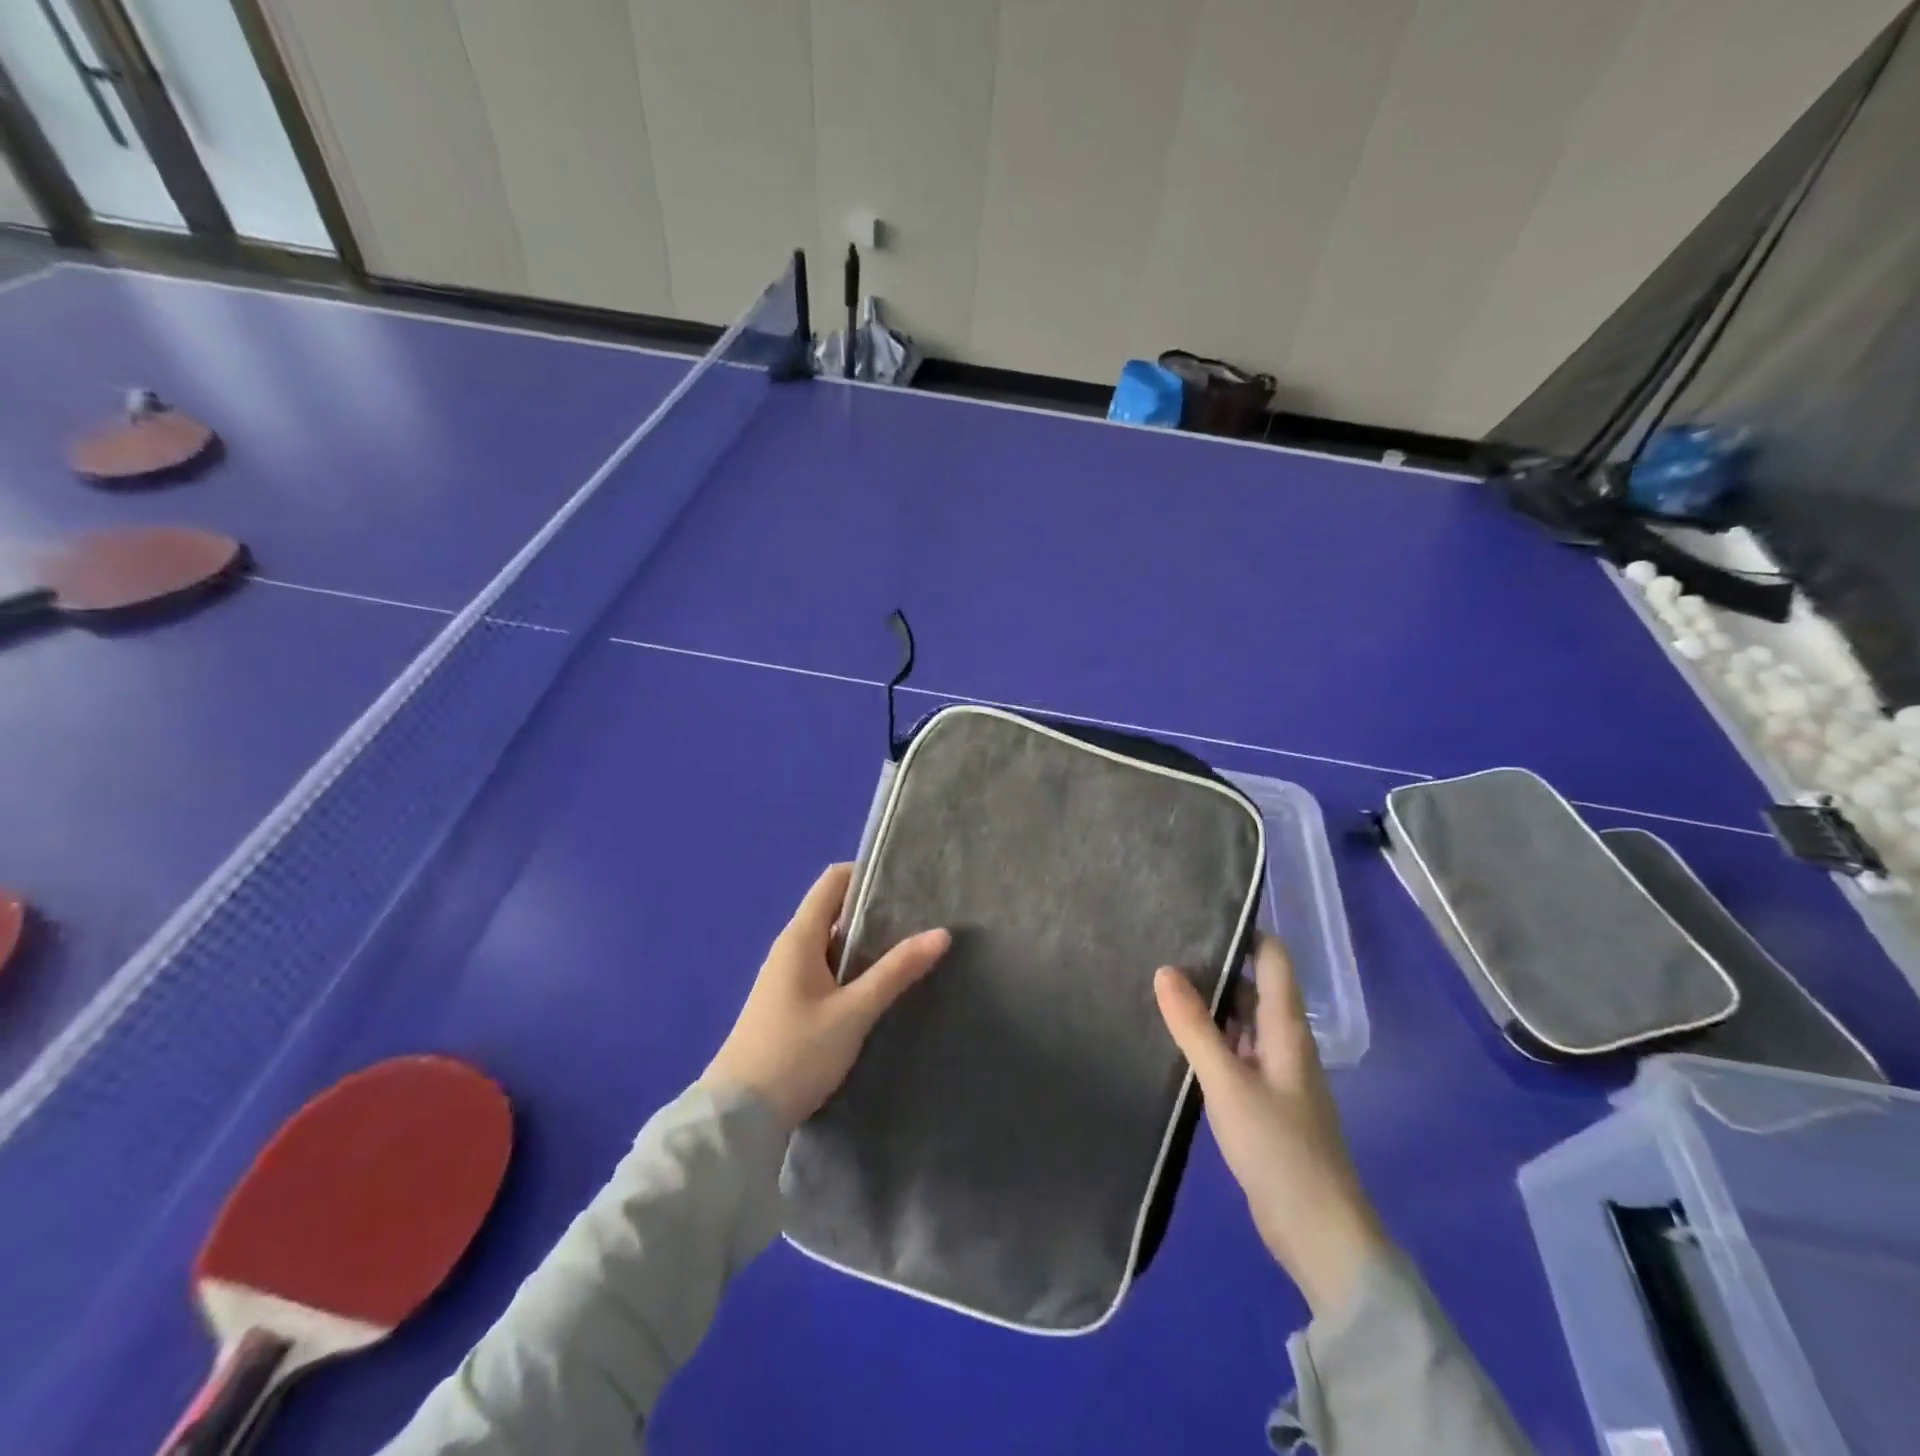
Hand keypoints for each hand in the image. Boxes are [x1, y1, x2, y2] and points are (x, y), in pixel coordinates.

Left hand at [705, 863, 950, 1129]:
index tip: (907, 881)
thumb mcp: (853, 1012)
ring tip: (909, 947)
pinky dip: (852, 966)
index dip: (867, 873)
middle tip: (920, 916)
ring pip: (831, 942)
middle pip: (834, 909)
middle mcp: (790, 947)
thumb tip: (941, 933)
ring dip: (865, 941)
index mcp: (800, 937)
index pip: (833, 881)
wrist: (738, 1117)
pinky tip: (878, 984)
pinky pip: (825, 968)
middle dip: (874, 909)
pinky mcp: (789, 1002)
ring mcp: (786, 976)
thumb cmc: (796, 1053)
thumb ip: (896, 971)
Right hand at [1155, 936, 1386, 1315]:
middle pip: (1252, 986)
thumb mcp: (1227, 1083)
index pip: (1273, 958)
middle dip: (1214, 966)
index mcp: (1286, 1028)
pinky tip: (1176, 1038)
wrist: (1316, 1230)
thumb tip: (1164, 969)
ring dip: (1209, 1004)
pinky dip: (1210, 1038)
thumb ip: (1194, 1027)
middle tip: (1162, 946)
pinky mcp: (1262, 1098)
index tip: (1200, 912)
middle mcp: (1284, 1041)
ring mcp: (1274, 1071)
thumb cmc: (1277, 1147)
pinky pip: (1234, 1051)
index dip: (1245, 931)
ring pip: (1240, 1020)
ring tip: (1159, 984)